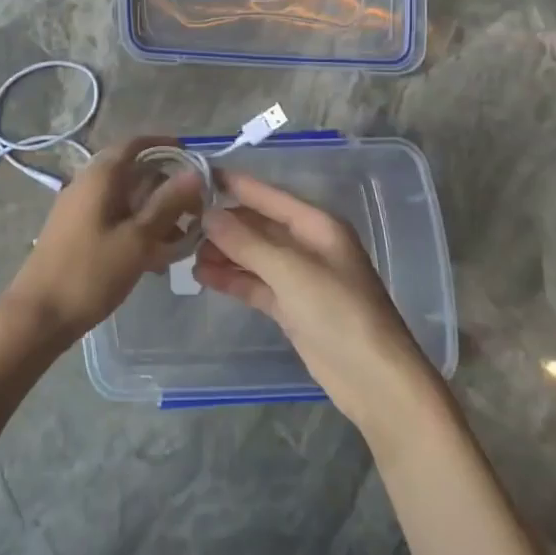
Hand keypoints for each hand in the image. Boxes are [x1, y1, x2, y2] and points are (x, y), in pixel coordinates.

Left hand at [0, 138, 204, 346]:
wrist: (39, 314)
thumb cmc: (90, 273)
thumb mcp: (137, 239)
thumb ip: (167, 204)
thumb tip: (194, 172)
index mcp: (100, 176)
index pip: (135, 144)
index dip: (165, 146)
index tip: (193, 160)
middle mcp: (86, 184)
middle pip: (133, 172)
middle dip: (165, 188)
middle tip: (194, 213)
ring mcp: (78, 209)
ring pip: (125, 200)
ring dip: (153, 214)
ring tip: (179, 242)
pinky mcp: (76, 232)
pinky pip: (113, 219)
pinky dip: (136, 230)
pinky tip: (154, 259)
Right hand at [196, 174, 435, 427]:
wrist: (375, 380)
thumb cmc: (339, 312)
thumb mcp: (290, 271)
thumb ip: (246, 242)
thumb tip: (207, 214)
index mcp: (315, 225)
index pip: (267, 195)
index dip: (233, 184)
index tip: (195, 174)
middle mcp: (306, 245)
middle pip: (256, 225)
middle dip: (222, 223)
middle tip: (180, 223)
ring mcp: (298, 277)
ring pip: (252, 255)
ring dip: (222, 252)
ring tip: (185, 253)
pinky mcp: (291, 307)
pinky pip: (254, 283)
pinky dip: (231, 278)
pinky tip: (203, 276)